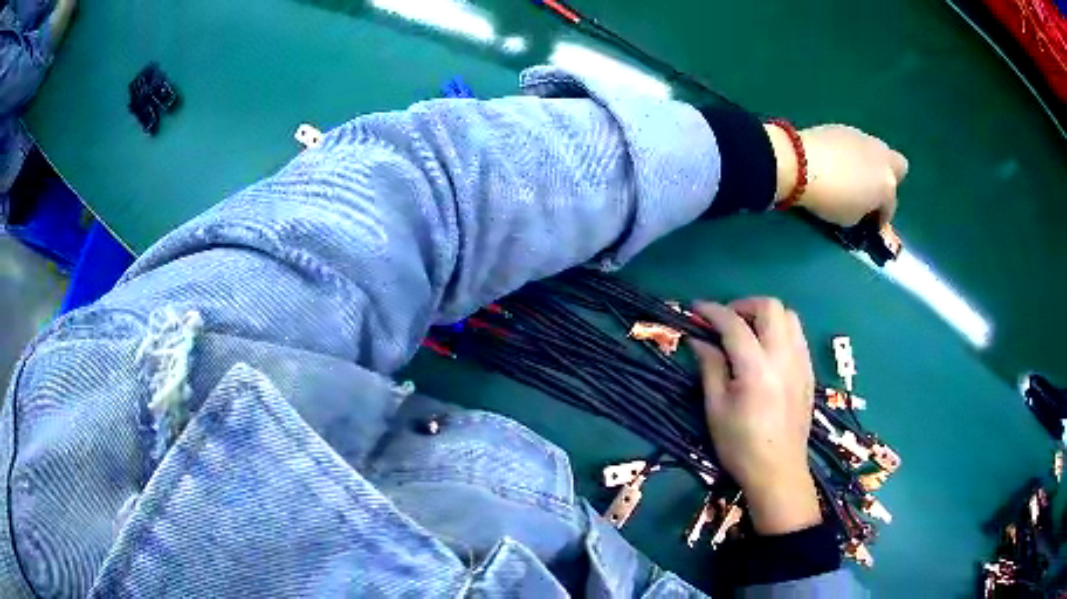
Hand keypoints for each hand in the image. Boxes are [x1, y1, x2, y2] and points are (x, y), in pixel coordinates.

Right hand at [691, 298, 821, 535]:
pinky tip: (767, 350)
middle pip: (769, 306)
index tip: (695, 309)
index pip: (734, 323)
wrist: (778, 471)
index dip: (712, 311)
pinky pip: (797, 335)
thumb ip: (710, 367)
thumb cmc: (740, 445)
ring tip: (748, 332)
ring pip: (789, 316)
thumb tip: (699, 339)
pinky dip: (780, 330)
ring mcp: (801, 362)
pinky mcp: (808, 372)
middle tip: (725, 322)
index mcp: (756, 368)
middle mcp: (783, 356)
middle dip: (744, 305)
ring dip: (765, 315)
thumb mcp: (716, 408)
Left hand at [765, 123, 908, 226]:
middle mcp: (881, 157)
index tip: (872, 224)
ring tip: (853, 174)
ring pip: (878, 150)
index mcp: (887, 184)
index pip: (890, 206)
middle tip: (872, 190)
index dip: (881, 218)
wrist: (800, 163)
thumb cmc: (830, 199)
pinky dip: (852, 153)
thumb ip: (864, 212)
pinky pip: (856, 143)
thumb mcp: (851, 219)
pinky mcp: (843, 127)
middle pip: (898, 165)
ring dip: (871, 162)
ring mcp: (863, 138)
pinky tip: (837, 161)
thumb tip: (863, 207)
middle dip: (889, 178)